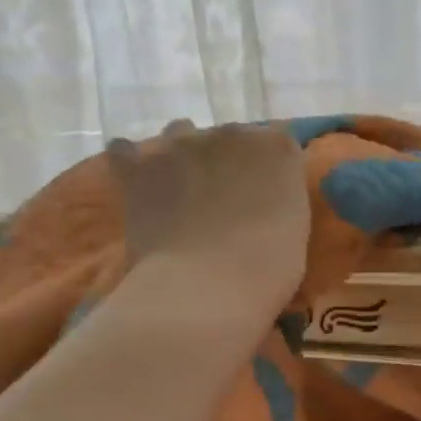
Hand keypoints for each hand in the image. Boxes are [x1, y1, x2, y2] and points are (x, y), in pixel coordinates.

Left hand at [108, 119, 308, 315]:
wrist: (206, 287)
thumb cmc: (266, 268)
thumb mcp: (295, 226)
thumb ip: (280, 196)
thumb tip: (262, 197)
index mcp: (276, 147)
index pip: (276, 140)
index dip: (267, 165)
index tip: (264, 190)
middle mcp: (231, 133)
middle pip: (228, 135)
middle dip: (225, 160)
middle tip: (221, 198)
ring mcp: (182, 144)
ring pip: (179, 133)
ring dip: (180, 155)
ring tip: (178, 188)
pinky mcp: (139, 166)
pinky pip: (125, 151)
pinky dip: (130, 163)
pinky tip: (136, 182)